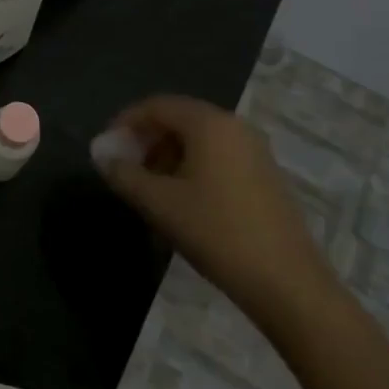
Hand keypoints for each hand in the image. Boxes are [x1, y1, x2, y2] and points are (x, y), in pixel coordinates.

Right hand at [95, 95, 334, 321]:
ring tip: (149, 188)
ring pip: (199, 139)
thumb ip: (124, 174)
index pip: (157, 106)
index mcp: (209, 123)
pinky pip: (219, 156)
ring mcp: (255, 150)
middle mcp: (235, 126)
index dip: (126, 122)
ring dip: (168, 155)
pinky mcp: (265, 175)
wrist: (287, 282)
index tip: (106, 147)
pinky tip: (182, 200)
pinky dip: (192, 167)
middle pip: (179, 118)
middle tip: (125, 168)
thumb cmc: (216, 232)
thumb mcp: (159, 203)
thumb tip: (101, 154)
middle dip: (146, 139)